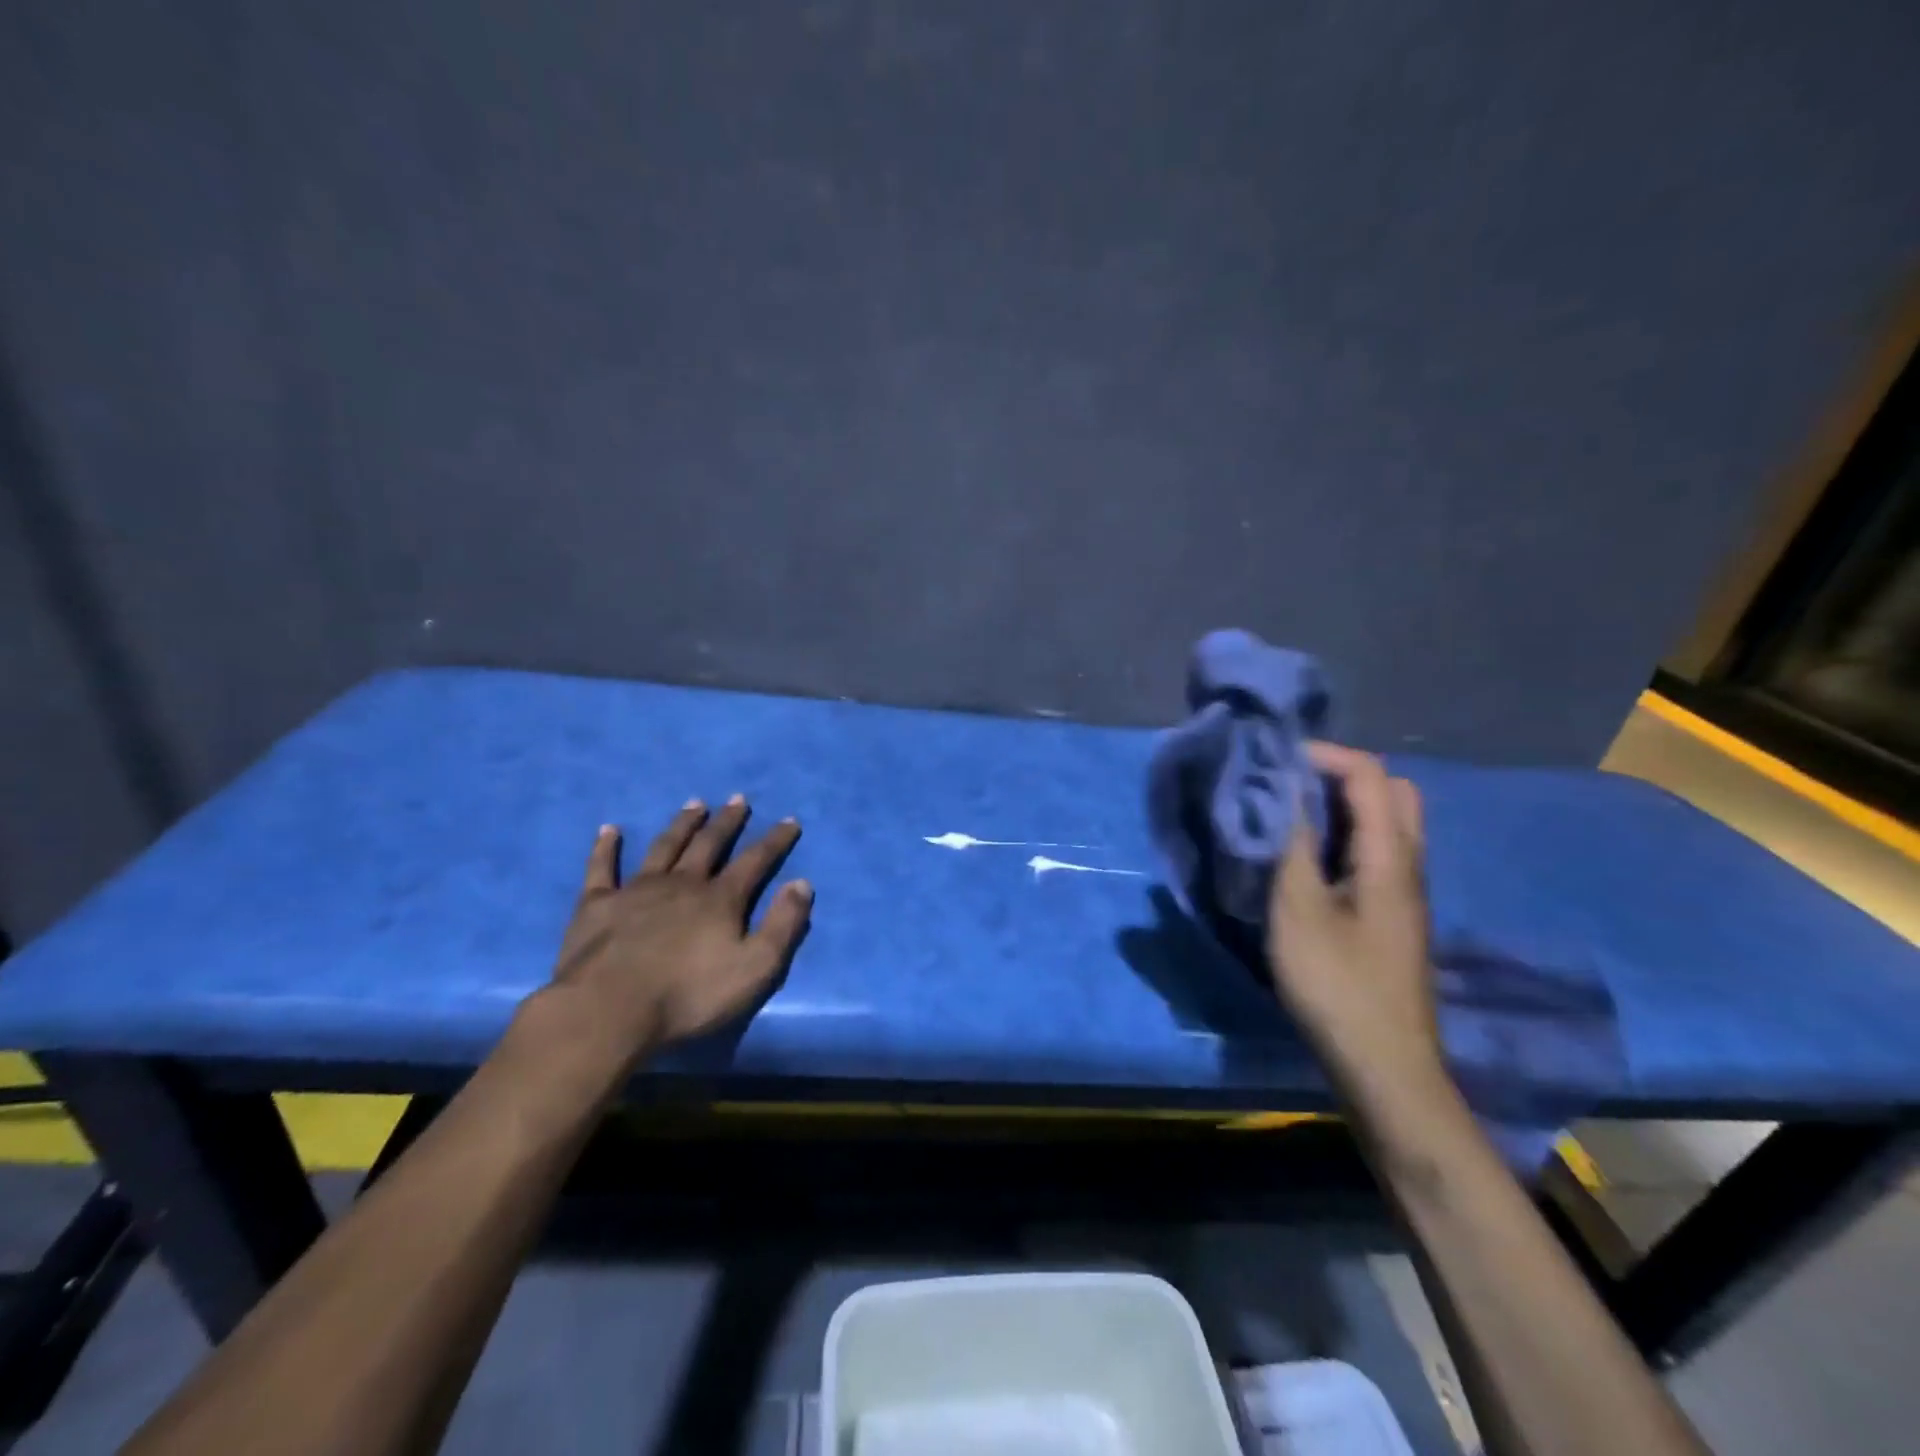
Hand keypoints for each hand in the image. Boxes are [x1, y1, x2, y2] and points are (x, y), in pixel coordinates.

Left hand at [529, 797, 812, 1081]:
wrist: (609, 1011)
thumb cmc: (688, 995)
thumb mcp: (756, 968)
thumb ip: (783, 924)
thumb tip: (802, 883)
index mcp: (720, 899)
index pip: (755, 861)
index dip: (775, 841)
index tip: (789, 820)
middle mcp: (682, 883)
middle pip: (709, 844)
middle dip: (727, 822)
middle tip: (738, 798)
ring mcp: (636, 891)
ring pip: (664, 847)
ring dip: (681, 824)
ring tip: (694, 804)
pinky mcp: (597, 905)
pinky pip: (602, 868)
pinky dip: (606, 848)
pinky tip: (608, 830)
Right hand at [1267, 743, 1443, 1091]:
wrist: (1384, 1066)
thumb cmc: (1336, 984)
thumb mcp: (1298, 911)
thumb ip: (1291, 847)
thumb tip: (1284, 795)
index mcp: (1391, 858)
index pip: (1371, 776)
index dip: (1325, 755)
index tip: (1275, 759)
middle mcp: (1409, 866)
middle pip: (1394, 792)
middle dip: (1343, 773)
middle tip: (1291, 783)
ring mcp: (1405, 893)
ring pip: (1388, 823)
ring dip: (1343, 805)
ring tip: (1290, 814)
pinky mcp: (1392, 916)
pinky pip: (1376, 852)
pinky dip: (1344, 835)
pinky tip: (1307, 858)